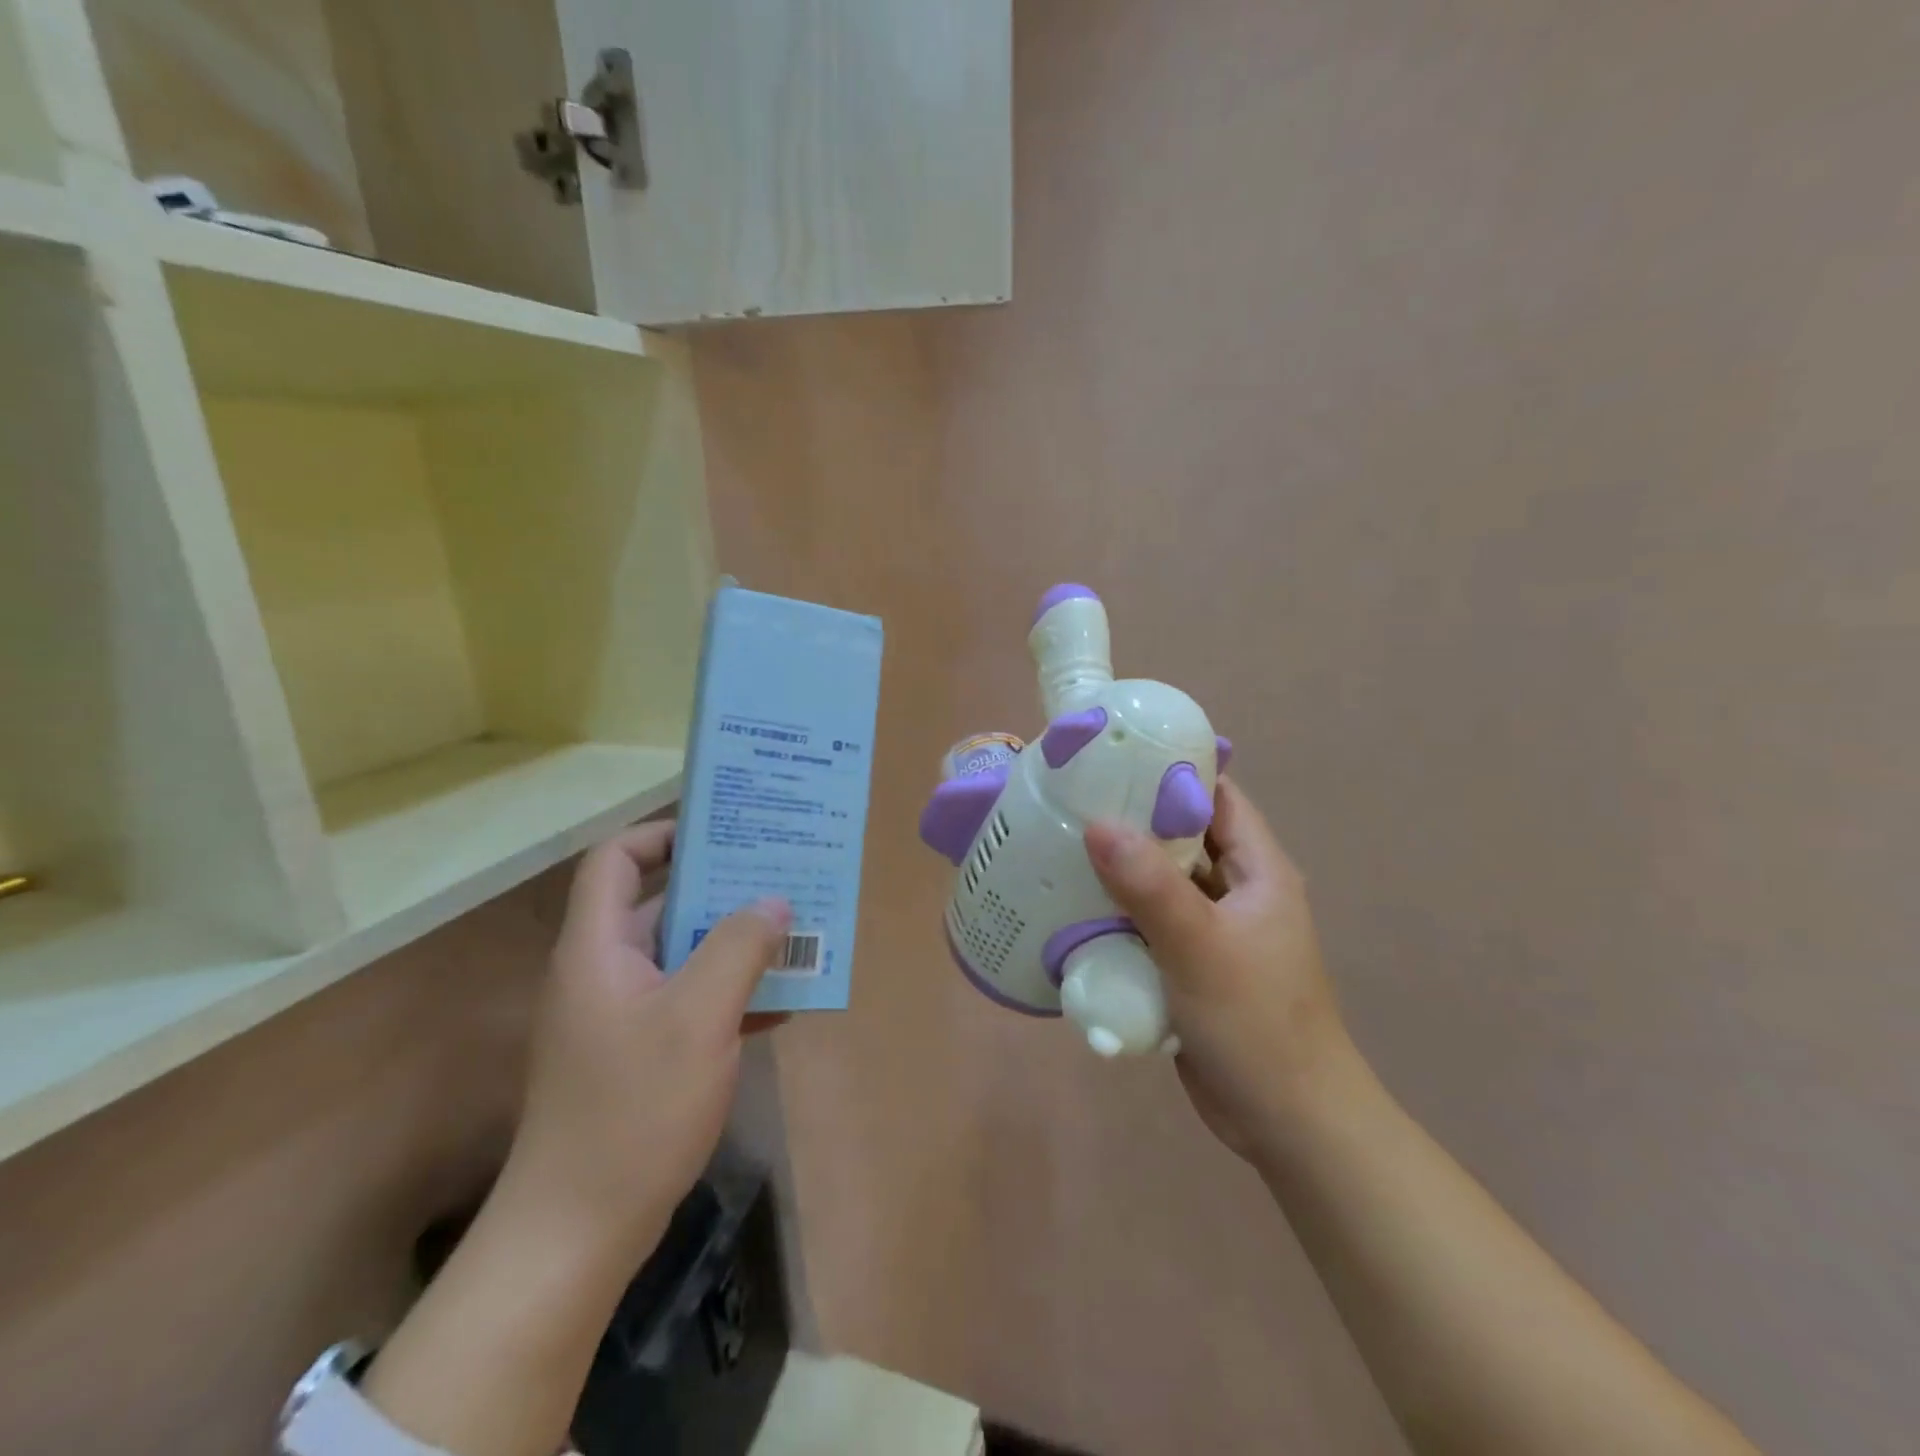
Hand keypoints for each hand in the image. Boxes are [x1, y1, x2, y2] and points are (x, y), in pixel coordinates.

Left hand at [495, 821, 790, 1269]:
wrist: (578, 1232)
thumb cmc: (633, 1109)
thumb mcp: (699, 1017)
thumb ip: (740, 948)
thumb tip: (775, 902)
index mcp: (599, 947)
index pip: (617, 860)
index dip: (664, 834)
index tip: (725, 834)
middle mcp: (604, 970)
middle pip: (661, 903)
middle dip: (723, 888)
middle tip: (781, 877)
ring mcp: (621, 1015)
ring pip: (683, 953)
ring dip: (736, 942)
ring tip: (797, 932)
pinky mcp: (639, 1053)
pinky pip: (690, 1000)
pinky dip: (731, 992)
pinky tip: (783, 1002)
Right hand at [1085, 780, 1354, 1161]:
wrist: (1287, 1122)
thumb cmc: (1256, 1023)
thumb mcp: (1200, 946)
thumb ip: (1149, 885)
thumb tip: (1097, 823)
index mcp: (1259, 871)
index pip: (1216, 798)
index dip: (1172, 772)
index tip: (1112, 759)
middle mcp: (1238, 891)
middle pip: (1183, 838)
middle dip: (1133, 820)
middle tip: (1071, 802)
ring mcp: (1215, 930)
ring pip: (1163, 883)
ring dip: (1122, 870)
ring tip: (1062, 847)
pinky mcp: (1193, 965)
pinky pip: (1152, 923)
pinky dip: (1120, 913)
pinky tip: (1076, 908)